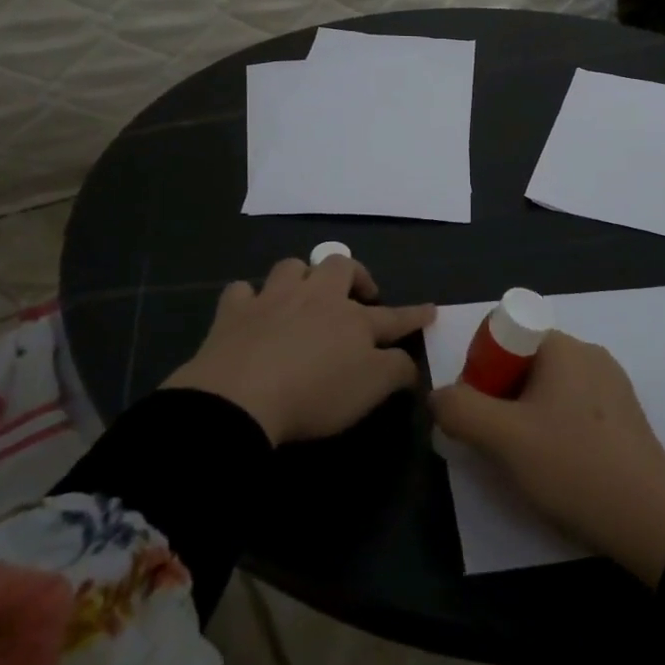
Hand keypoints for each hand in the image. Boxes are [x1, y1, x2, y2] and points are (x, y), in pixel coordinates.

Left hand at [163, 256, 434, 446]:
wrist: (241, 397)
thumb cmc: (315, 394)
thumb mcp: (371, 390)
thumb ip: (396, 371)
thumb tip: (409, 360)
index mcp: (353, 320)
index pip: (393, 316)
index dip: (414, 314)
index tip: (431, 310)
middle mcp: (316, 298)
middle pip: (340, 267)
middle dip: (354, 275)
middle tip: (359, 295)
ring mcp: (273, 299)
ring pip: (292, 267)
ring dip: (302, 275)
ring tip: (305, 293)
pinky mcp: (234, 312)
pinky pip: (242, 290)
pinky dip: (250, 297)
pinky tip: (252, 308)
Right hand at [429, 332, 664, 587]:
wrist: (653, 522)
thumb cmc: (573, 466)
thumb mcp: (503, 439)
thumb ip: (460, 410)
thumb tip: (438, 395)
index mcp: (562, 346)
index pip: (504, 335)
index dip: (480, 368)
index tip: (479, 412)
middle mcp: (589, 354)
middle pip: (524, 362)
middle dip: (500, 397)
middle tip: (496, 442)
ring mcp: (612, 385)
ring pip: (548, 389)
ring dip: (526, 417)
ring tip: (525, 461)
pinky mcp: (625, 417)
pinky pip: (574, 409)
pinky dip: (555, 429)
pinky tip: (558, 467)